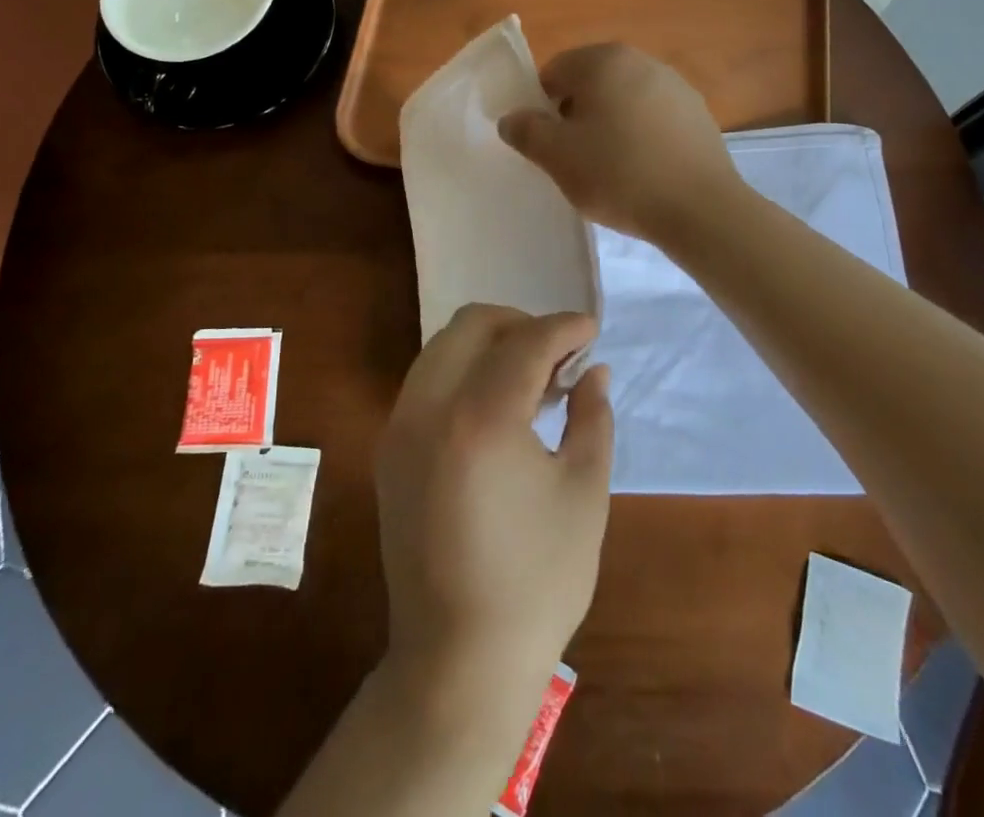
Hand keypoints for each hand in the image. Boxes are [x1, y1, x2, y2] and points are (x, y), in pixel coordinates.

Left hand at [374, 305, 612, 700]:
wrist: (459, 659)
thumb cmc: (537, 581)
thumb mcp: (584, 494)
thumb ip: (591, 417)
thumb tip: (594, 371)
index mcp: (481, 418)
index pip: (525, 342)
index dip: (564, 328)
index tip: (591, 330)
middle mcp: (429, 407)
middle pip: (472, 324)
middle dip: (520, 324)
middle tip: (558, 356)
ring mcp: (400, 427)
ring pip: (443, 347)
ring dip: (489, 345)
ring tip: (530, 381)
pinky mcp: (389, 449)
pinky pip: (426, 380)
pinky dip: (462, 372)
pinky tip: (494, 408)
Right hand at [499, 43, 738, 241]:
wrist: (700, 208)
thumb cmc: (619, 173)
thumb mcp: (557, 156)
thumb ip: (526, 131)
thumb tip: (512, 118)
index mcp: (603, 60)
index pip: (554, 72)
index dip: (541, 107)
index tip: (547, 143)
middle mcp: (641, 60)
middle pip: (590, 83)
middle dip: (576, 115)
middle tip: (573, 157)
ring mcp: (675, 85)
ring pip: (623, 100)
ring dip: (609, 125)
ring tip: (609, 168)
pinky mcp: (698, 113)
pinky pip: (653, 118)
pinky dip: (640, 136)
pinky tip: (642, 170)